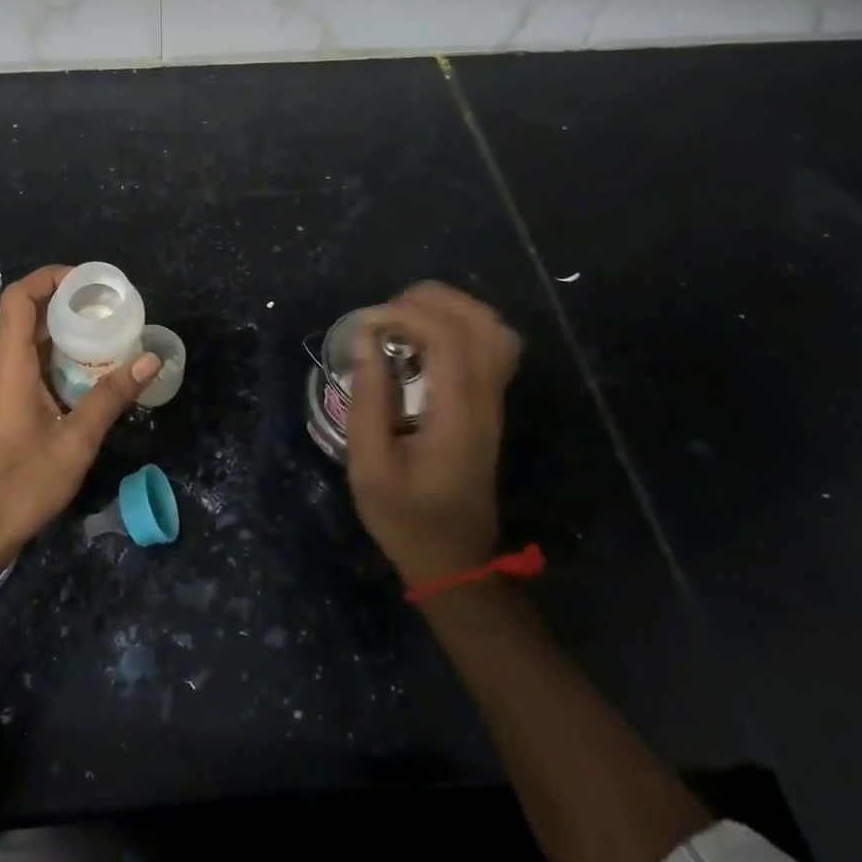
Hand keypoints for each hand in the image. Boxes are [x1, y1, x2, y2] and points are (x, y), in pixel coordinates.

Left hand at [0, 265, 160, 572]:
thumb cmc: (20, 487)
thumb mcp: (75, 443)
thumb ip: (111, 397)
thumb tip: (149, 358)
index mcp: (7, 366)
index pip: (18, 299)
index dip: (49, 278)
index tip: (86, 281)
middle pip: (25, 320)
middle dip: (67, 309)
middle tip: (109, 313)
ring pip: (25, 347)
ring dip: (61, 340)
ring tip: (103, 344)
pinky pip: (20, 369)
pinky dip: (50, 363)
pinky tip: (80, 382)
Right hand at [346, 282, 522, 586]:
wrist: (455, 560)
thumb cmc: (405, 518)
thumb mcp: (370, 467)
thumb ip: (368, 400)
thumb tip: (366, 339)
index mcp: (457, 416)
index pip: (449, 339)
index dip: (407, 315)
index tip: (368, 324)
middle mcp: (486, 401)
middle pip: (479, 322)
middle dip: (429, 301)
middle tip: (385, 316)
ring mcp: (495, 401)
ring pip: (493, 328)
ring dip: (448, 308)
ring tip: (404, 319)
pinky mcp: (492, 404)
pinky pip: (492, 344)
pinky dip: (461, 324)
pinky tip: (426, 338)